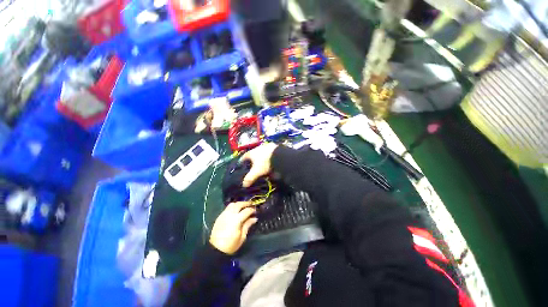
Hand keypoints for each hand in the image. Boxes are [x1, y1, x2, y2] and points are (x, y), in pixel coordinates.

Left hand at [209, 202, 257, 254]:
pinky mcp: (219, 216)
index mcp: (237, 220)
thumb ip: (248, 225)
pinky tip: (235, 211)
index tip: (255, 210)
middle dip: (246, 203)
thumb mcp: (242, 236)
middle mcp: (230, 214)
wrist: (216, 249)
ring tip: (243, 206)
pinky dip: (233, 207)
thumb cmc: (231, 245)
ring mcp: (224, 214)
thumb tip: (254, 218)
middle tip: (251, 204)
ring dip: (239, 204)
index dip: (252, 210)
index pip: (246, 210)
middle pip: (239, 204)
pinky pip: (227, 208)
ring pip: (232, 204)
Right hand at [240, 143, 277, 187]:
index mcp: (252, 153)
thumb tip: (244, 185)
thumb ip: (250, 178)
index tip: (241, 165)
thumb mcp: (257, 172)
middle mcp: (258, 148)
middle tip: (253, 166)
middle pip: (253, 154)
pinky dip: (269, 156)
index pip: (244, 157)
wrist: (280, 155)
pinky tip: (271, 160)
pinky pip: (270, 152)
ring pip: (262, 152)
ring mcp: (267, 146)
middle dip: (253, 160)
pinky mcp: (274, 147)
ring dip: (262, 157)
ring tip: (263, 163)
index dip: (242, 161)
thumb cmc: (265, 163)